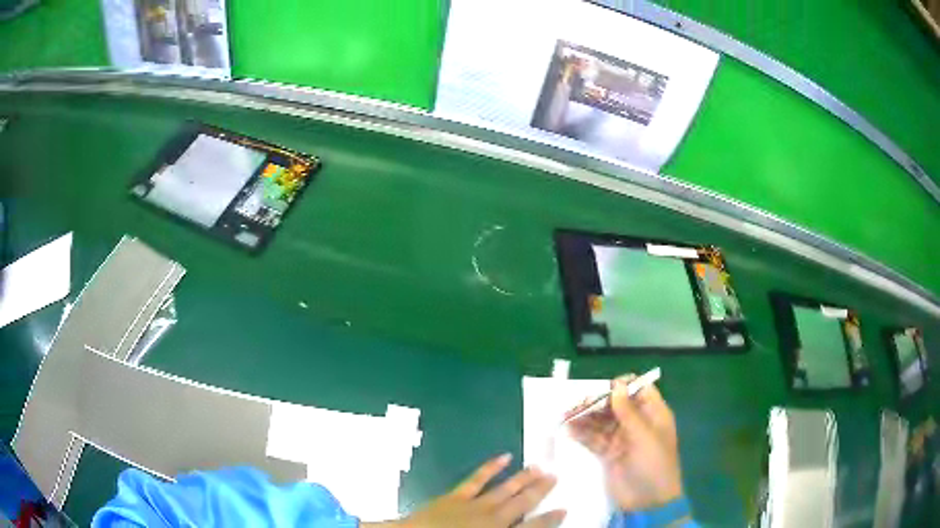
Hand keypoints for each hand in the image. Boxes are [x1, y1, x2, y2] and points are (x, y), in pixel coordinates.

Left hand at [369, 454, 564, 527]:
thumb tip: (520, 527)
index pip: (533, 527)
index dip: (550, 519)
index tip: (565, 508)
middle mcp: (493, 517)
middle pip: (522, 502)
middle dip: (540, 490)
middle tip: (556, 475)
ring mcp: (474, 504)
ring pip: (504, 489)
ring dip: (523, 478)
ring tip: (539, 466)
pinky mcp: (455, 495)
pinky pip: (476, 479)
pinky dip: (491, 468)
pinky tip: (504, 457)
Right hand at [566, 376, 681, 510]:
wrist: (648, 500)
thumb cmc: (653, 464)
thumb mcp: (644, 436)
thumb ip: (628, 412)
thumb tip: (616, 385)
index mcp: (653, 414)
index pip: (639, 390)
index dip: (623, 386)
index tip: (605, 387)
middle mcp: (637, 423)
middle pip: (615, 405)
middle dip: (597, 402)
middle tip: (578, 404)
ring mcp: (621, 439)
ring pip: (601, 421)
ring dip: (585, 418)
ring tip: (566, 416)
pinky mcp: (608, 453)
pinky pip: (593, 439)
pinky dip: (582, 434)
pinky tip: (568, 430)